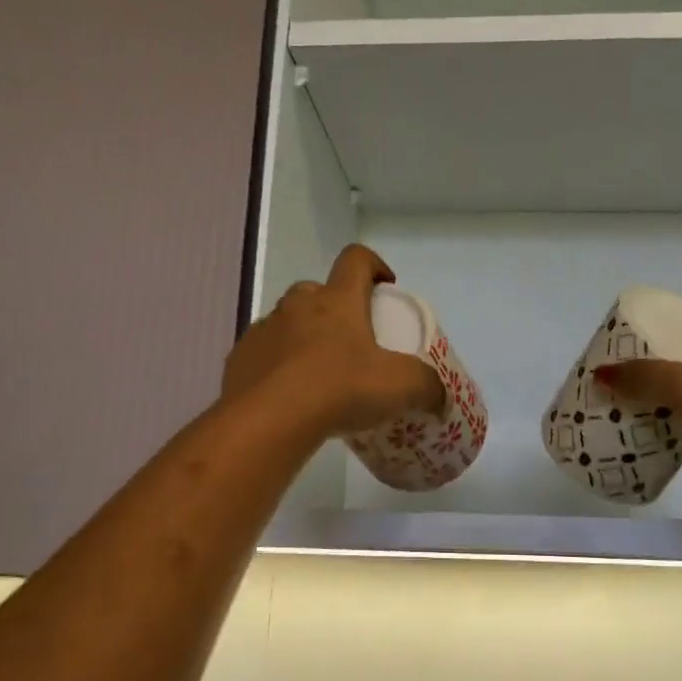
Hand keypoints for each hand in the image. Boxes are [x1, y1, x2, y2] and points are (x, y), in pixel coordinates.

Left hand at [222, 244, 446, 438]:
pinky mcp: (240, 359)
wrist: (268, 421)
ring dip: (303, 337)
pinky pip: (263, 354)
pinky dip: (277, 366)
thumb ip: (427, 387)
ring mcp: (264, 331)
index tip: (386, 286)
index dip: (374, 265)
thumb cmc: (339, 389)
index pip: (356, 259)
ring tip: (320, 375)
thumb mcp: (399, 387)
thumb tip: (441, 398)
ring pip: (287, 322)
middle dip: (335, 307)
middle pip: (316, 291)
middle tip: (352, 340)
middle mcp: (297, 306)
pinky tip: (289, 396)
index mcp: (337, 301)